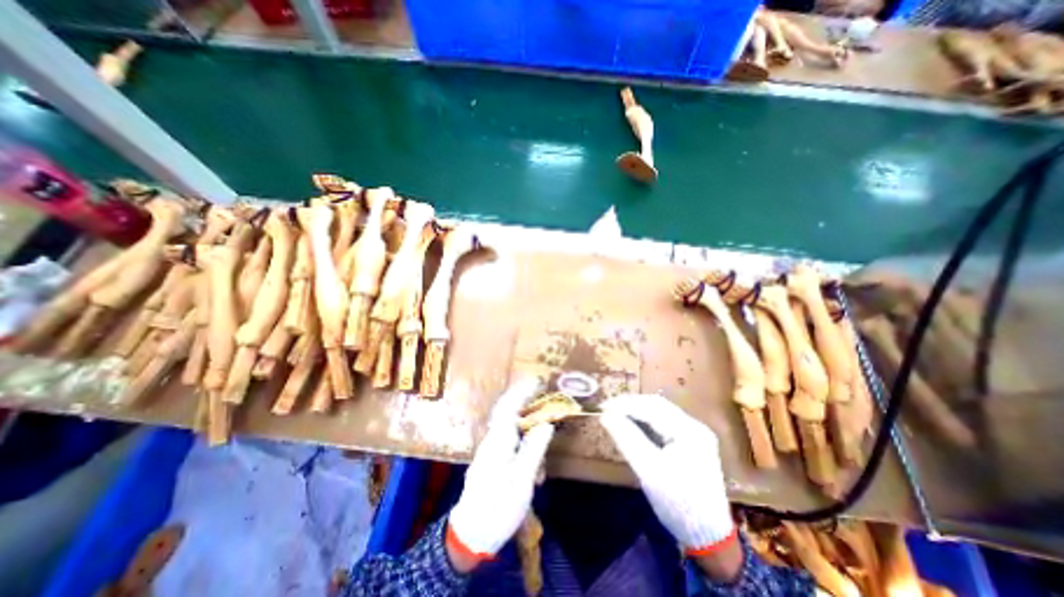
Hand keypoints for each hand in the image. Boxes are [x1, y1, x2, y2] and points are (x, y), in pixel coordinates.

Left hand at [445, 377, 552, 569]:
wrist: (470, 534)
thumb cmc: (498, 506)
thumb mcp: (522, 479)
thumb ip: (534, 448)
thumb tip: (546, 424)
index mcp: (499, 440)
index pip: (510, 406)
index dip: (523, 392)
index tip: (538, 382)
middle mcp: (493, 440)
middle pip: (509, 413)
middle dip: (526, 404)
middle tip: (545, 403)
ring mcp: (491, 451)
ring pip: (512, 431)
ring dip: (528, 433)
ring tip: (543, 452)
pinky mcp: (492, 462)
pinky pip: (511, 446)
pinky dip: (525, 450)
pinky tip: (534, 472)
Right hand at [602, 394, 737, 556]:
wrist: (709, 538)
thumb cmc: (678, 503)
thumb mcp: (648, 470)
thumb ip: (627, 438)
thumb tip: (605, 415)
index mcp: (689, 431)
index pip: (652, 407)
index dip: (626, 404)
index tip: (603, 406)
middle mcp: (694, 427)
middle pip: (657, 406)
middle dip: (631, 405)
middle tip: (608, 408)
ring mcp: (694, 435)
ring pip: (660, 413)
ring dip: (637, 412)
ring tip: (616, 414)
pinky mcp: (690, 444)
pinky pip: (664, 424)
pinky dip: (646, 422)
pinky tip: (632, 425)